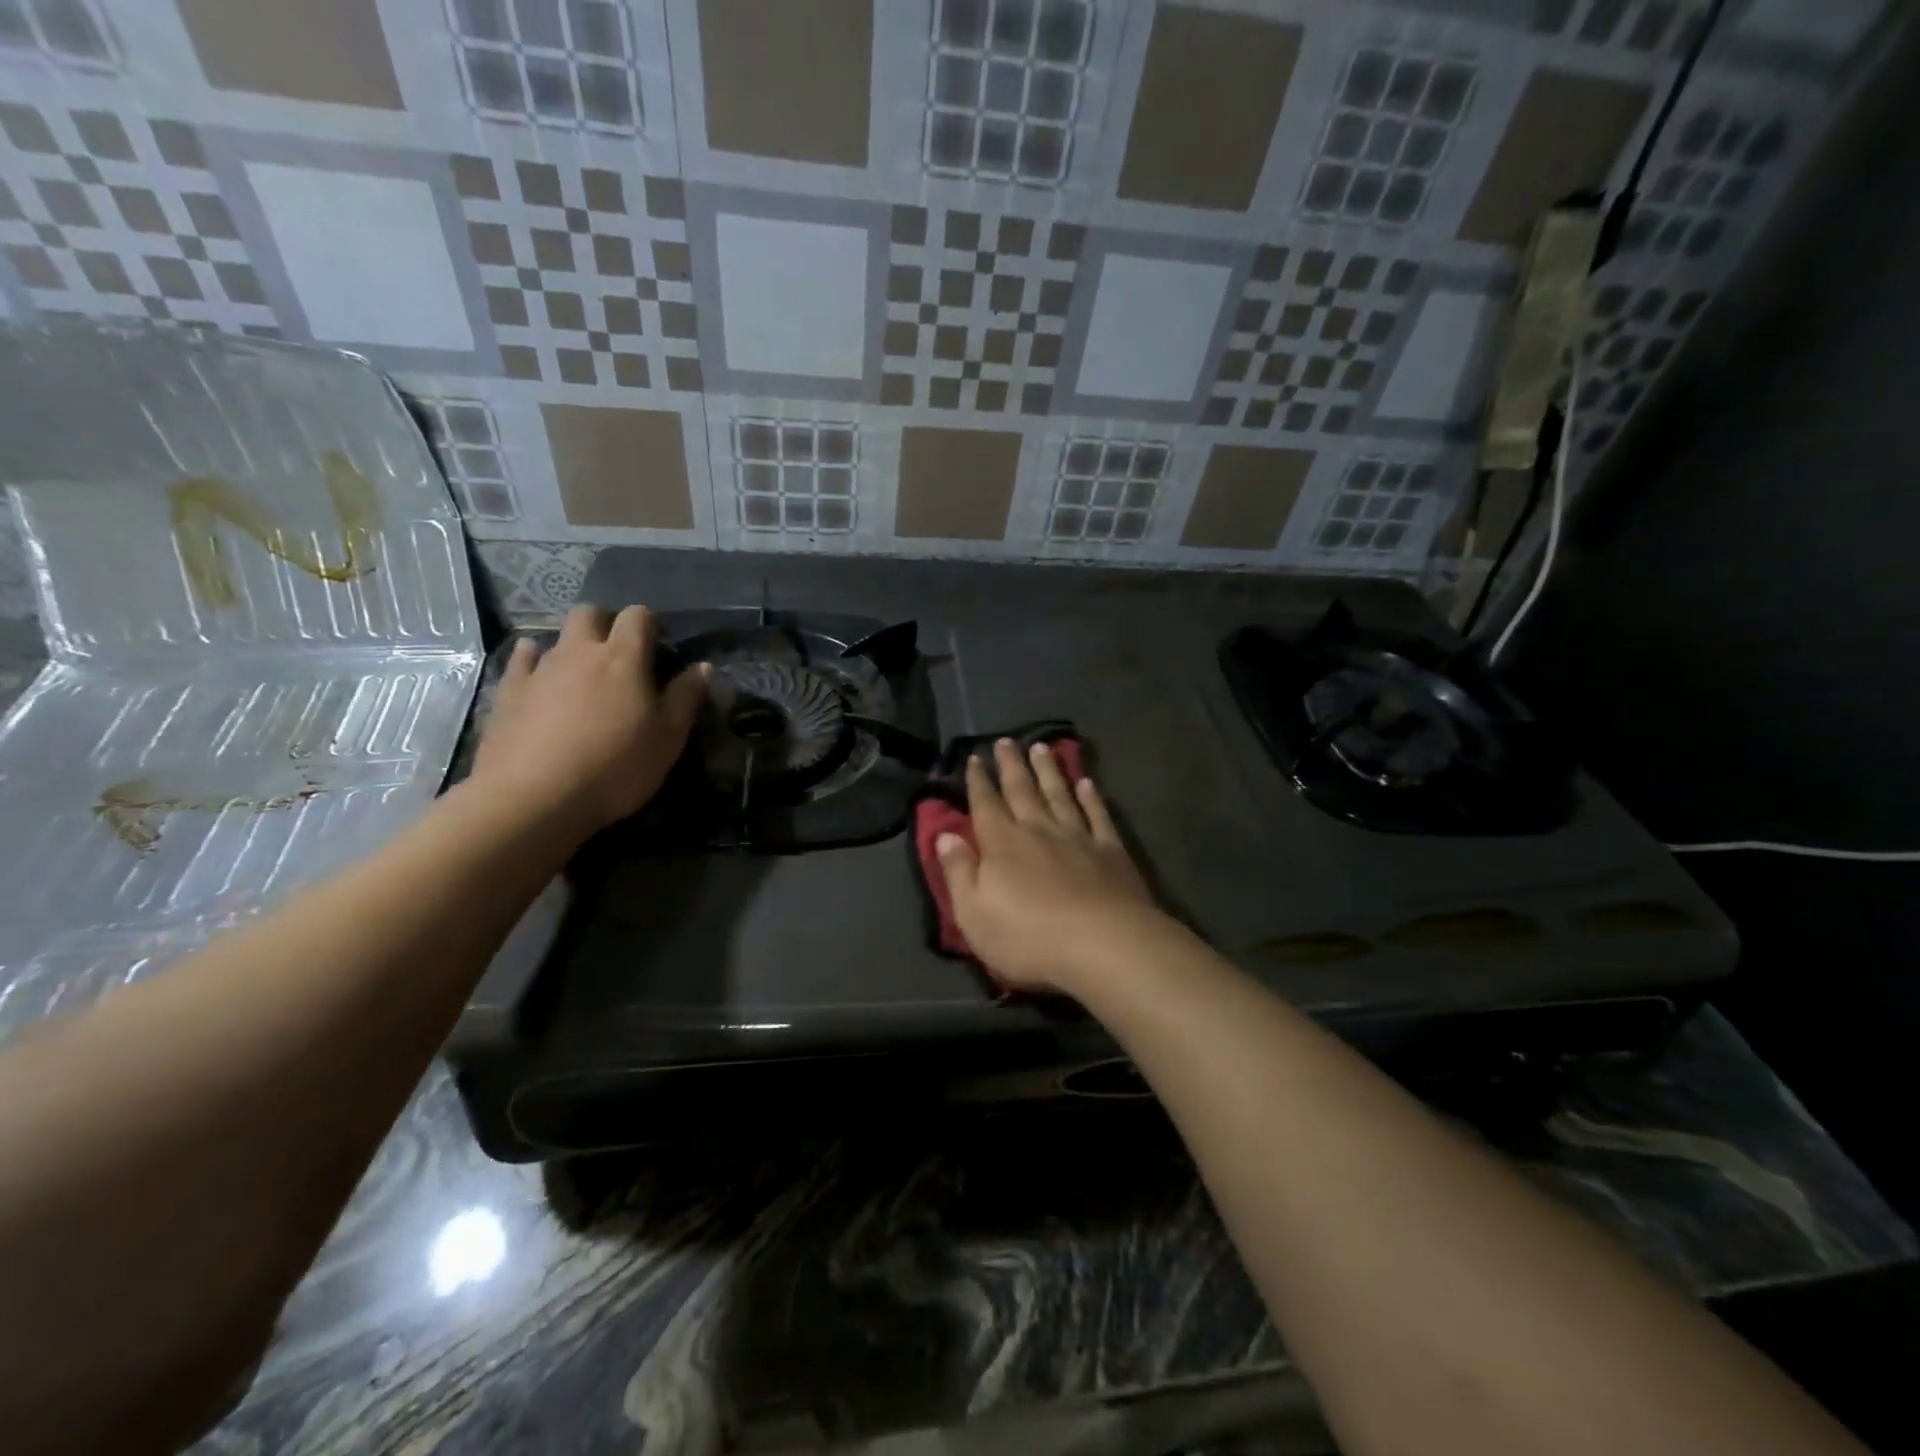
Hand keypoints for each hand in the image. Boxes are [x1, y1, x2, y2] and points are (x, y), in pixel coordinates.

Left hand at [471, 605, 707, 835]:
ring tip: (584, 675)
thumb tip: (703, 667)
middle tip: (621, 653)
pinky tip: (540, 676)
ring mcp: (539, 669)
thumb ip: (686, 697)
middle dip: (607, 623)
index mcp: (623, 658)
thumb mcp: (668, 738)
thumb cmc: (615, 767)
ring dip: (574, 646)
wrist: (533, 797)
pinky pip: (522, 660)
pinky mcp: (508, 692)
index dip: (651, 623)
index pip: (638, 616)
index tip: (660, 646)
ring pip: (557, 636)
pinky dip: (534, 660)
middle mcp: (579, 652)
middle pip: (590, 613)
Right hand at [935, 739, 1174, 993]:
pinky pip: (1098, 815)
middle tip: (1006, 740)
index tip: (973, 758)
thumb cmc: (1029, 937)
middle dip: (1011, 765)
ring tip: (1041, 747)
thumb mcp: (974, 914)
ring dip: (1048, 770)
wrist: (1103, 945)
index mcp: (1002, 844)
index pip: (985, 804)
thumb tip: (945, 835)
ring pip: (1059, 794)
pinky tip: (1087, 783)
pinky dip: (1091, 797)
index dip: (978, 781)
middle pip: (1022, 789)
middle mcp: (1038, 830)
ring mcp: (1077, 837)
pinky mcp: (1110, 851)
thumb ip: (958, 872)